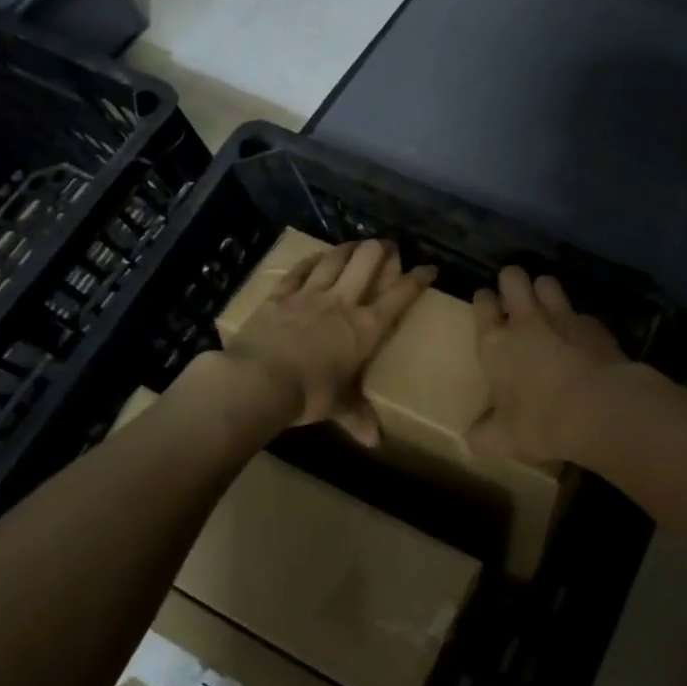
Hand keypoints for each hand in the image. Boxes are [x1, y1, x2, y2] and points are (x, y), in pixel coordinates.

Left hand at [226, 238, 434, 445]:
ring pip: (335, 259)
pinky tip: (318, 256)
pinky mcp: (280, 295)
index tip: (428, 269)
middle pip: (367, 262)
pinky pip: (300, 270)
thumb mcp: (338, 407)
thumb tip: (375, 442)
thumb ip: (358, 417)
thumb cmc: (308, 395)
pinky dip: (312, 260)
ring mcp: (309, 295)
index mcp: (365, 328)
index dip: (417, 280)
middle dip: (381, 250)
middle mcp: (342, 303)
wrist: (258, 381)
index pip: (399, 297)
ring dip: (349, 248)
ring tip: (357, 243)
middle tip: (388, 247)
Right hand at [468, 267, 630, 464]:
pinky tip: (582, 339)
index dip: (484, 300)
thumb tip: (470, 440)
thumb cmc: (541, 422)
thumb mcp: (503, 440)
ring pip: (547, 282)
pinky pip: (580, 312)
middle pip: (513, 277)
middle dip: (511, 280)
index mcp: (496, 343)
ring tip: (546, 307)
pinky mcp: (595, 325)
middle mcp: (526, 320)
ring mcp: (563, 317)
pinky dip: (578, 321)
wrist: (601, 409)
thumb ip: (483, 436)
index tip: (486, 304)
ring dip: (544, 290)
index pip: (482, 303)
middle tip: (514, 298)